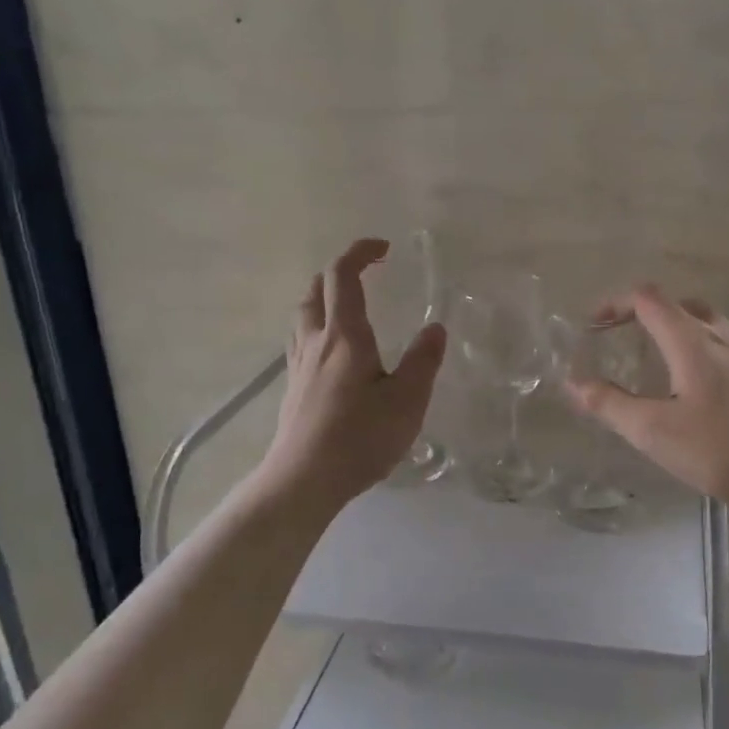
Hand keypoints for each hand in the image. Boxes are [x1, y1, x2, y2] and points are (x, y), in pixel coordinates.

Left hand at [260, 238, 446, 506]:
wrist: (303, 480)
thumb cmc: (360, 437)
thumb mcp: (407, 400)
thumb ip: (423, 361)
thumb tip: (435, 328)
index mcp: (345, 335)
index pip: (343, 276)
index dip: (360, 253)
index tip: (384, 248)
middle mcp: (316, 341)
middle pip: (316, 290)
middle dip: (339, 272)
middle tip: (367, 273)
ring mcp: (299, 365)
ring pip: (303, 314)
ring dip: (323, 297)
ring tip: (348, 306)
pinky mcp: (293, 388)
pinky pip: (301, 340)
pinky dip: (317, 326)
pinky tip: (333, 351)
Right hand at [566, 286, 728, 506]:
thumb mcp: (659, 433)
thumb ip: (613, 406)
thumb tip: (573, 383)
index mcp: (691, 338)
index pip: (646, 298)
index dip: (615, 303)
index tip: (593, 325)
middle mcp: (724, 333)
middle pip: (679, 306)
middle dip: (645, 317)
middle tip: (625, 342)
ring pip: (707, 326)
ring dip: (676, 335)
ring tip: (662, 370)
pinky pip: (728, 347)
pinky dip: (702, 353)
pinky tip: (707, 395)